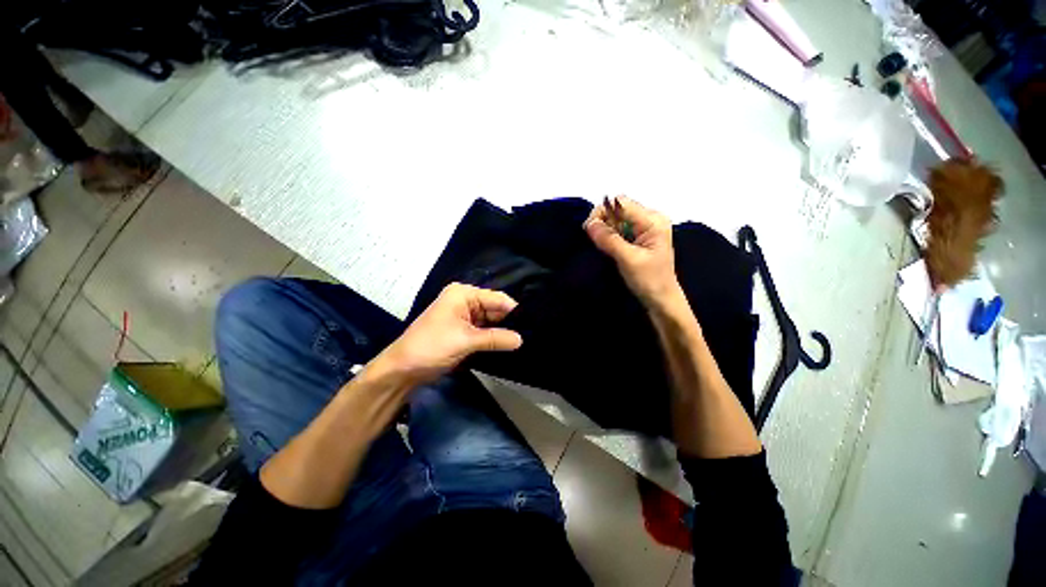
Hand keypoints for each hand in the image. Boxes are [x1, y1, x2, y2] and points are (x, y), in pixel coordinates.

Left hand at [374, 283, 522, 385]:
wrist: (402, 369)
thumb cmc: (431, 347)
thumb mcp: (466, 341)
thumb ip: (495, 338)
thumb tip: (521, 340)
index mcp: (464, 294)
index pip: (497, 299)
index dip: (514, 311)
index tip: (533, 324)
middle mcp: (465, 301)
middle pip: (495, 309)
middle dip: (510, 322)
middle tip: (531, 334)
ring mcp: (464, 316)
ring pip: (491, 321)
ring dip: (503, 331)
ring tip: (524, 340)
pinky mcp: (463, 331)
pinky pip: (484, 331)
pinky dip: (494, 338)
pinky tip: (508, 344)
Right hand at [584, 196, 680, 307]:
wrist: (661, 300)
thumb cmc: (649, 280)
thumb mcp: (628, 259)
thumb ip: (609, 239)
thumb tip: (589, 223)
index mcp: (652, 220)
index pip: (621, 203)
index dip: (602, 212)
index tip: (589, 229)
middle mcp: (650, 219)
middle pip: (618, 209)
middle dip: (602, 221)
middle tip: (593, 239)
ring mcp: (644, 228)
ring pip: (617, 219)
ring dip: (605, 229)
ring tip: (600, 245)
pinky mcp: (639, 238)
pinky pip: (619, 229)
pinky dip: (609, 236)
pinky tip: (606, 246)